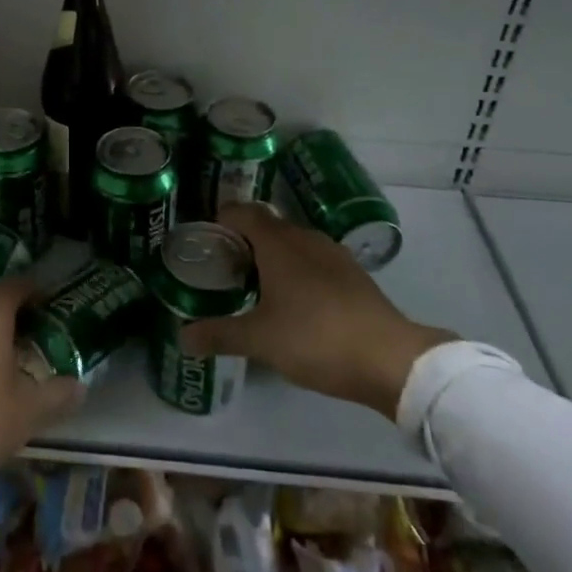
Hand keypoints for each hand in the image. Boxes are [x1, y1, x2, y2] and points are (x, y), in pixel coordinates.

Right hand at [180, 203, 458, 418]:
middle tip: (222, 271)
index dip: (220, 220)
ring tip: (254, 288)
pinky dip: (296, 272)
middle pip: (266, 226)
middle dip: (242, 243)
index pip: (241, 212)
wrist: (390, 359)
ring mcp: (333, 254)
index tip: (204, 242)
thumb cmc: (315, 338)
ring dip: (271, 258)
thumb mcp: (260, 340)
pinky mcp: (353, 274)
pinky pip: (313, 261)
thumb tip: (182, 336)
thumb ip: (219, 334)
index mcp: (278, 242)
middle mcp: (304, 237)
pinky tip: (293, 304)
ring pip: (292, 244)